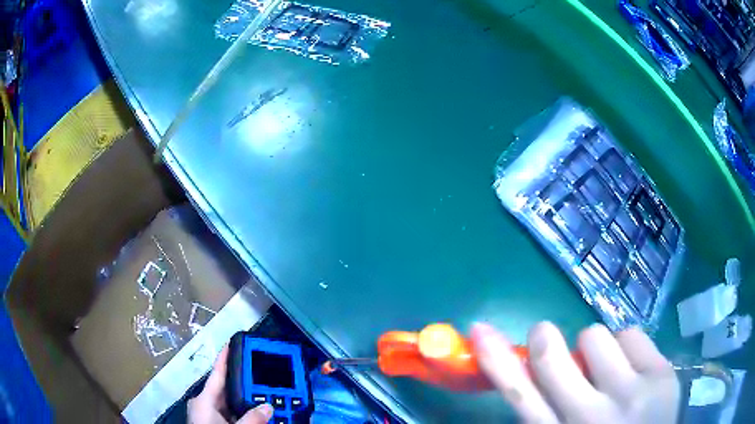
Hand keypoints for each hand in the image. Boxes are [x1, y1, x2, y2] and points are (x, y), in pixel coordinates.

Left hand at [188, 345, 273, 423]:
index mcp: (203, 400)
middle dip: (247, 383)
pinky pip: (236, 414)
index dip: (226, 357)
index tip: (236, 341)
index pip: (217, 373)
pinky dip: (248, 413)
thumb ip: (251, 419)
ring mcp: (212, 416)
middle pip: (229, 389)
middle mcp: (206, 405)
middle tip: (266, 374)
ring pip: (234, 404)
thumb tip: (268, 407)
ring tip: (270, 394)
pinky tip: (262, 413)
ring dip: (251, 401)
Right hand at [471, 322, 678, 423]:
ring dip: (592, 347)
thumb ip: (548, 412)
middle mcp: (591, 417)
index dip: (497, 361)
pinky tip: (633, 368)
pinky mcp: (661, 374)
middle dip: (544, 338)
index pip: (520, 397)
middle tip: (545, 334)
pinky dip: (625, 344)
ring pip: (595, 336)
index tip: (480, 331)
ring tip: (605, 368)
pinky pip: (631, 332)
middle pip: (552, 359)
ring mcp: (632, 393)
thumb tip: (532, 372)